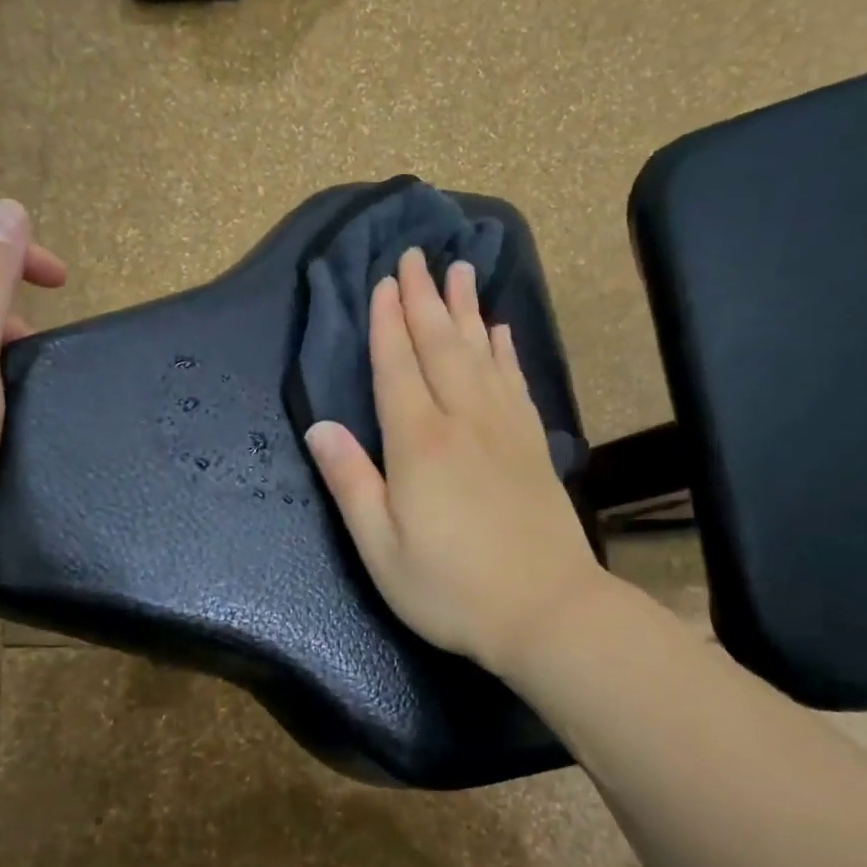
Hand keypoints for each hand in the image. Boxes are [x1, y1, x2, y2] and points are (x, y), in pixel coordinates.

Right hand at [303, 247, 609, 676]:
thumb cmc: (451, 588)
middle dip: (425, 298)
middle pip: (441, 346)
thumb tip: (318, 428)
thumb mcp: (381, 548)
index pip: (398, 367)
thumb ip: (350, 482)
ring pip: (482, 353)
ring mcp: (504, 430)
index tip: (384, 282)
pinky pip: (515, 382)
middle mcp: (463, 421)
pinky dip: (506, 351)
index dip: (388, 323)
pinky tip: (502, 332)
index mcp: (419, 443)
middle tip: (417, 255)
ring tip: (461, 270)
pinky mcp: (533, 445)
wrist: (548, 611)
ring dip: (467, 309)